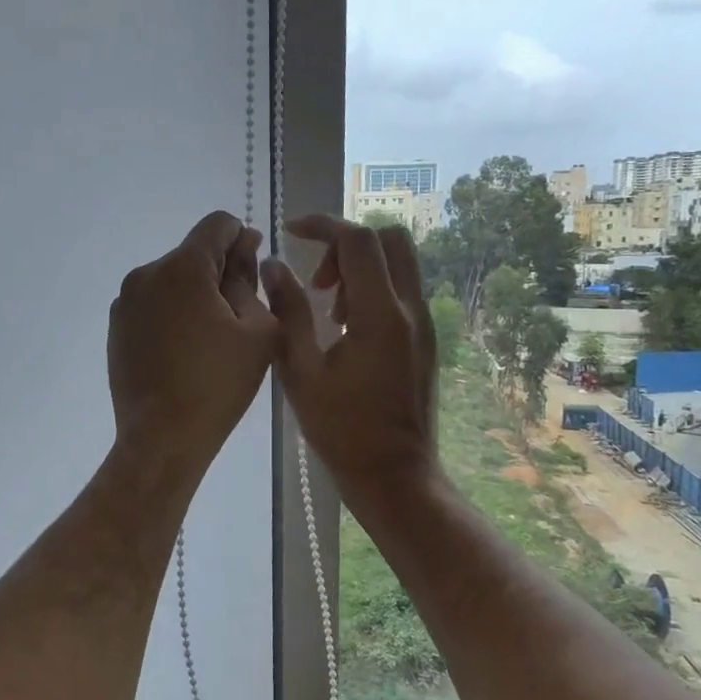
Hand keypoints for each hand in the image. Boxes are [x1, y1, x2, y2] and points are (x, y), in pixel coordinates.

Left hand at [107, 212, 278, 478]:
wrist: (162, 437)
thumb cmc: (219, 385)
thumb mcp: (258, 330)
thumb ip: (250, 279)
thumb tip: (244, 248)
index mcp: (182, 268)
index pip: (217, 224)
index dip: (242, 239)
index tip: (252, 273)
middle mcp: (146, 273)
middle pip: (192, 253)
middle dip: (219, 271)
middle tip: (239, 315)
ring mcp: (125, 301)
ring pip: (171, 279)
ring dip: (194, 293)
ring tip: (211, 337)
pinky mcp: (115, 326)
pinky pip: (152, 303)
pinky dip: (172, 313)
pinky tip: (184, 350)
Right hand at [261, 216, 438, 505]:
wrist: (395, 475)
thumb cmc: (341, 429)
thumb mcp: (301, 371)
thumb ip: (288, 313)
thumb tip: (275, 268)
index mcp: (381, 315)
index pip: (359, 240)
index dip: (323, 225)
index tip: (291, 231)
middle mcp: (411, 310)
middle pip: (390, 239)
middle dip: (346, 243)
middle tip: (317, 277)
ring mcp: (424, 325)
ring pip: (398, 264)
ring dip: (359, 267)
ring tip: (327, 307)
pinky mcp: (425, 340)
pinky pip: (401, 291)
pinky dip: (372, 288)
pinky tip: (344, 328)